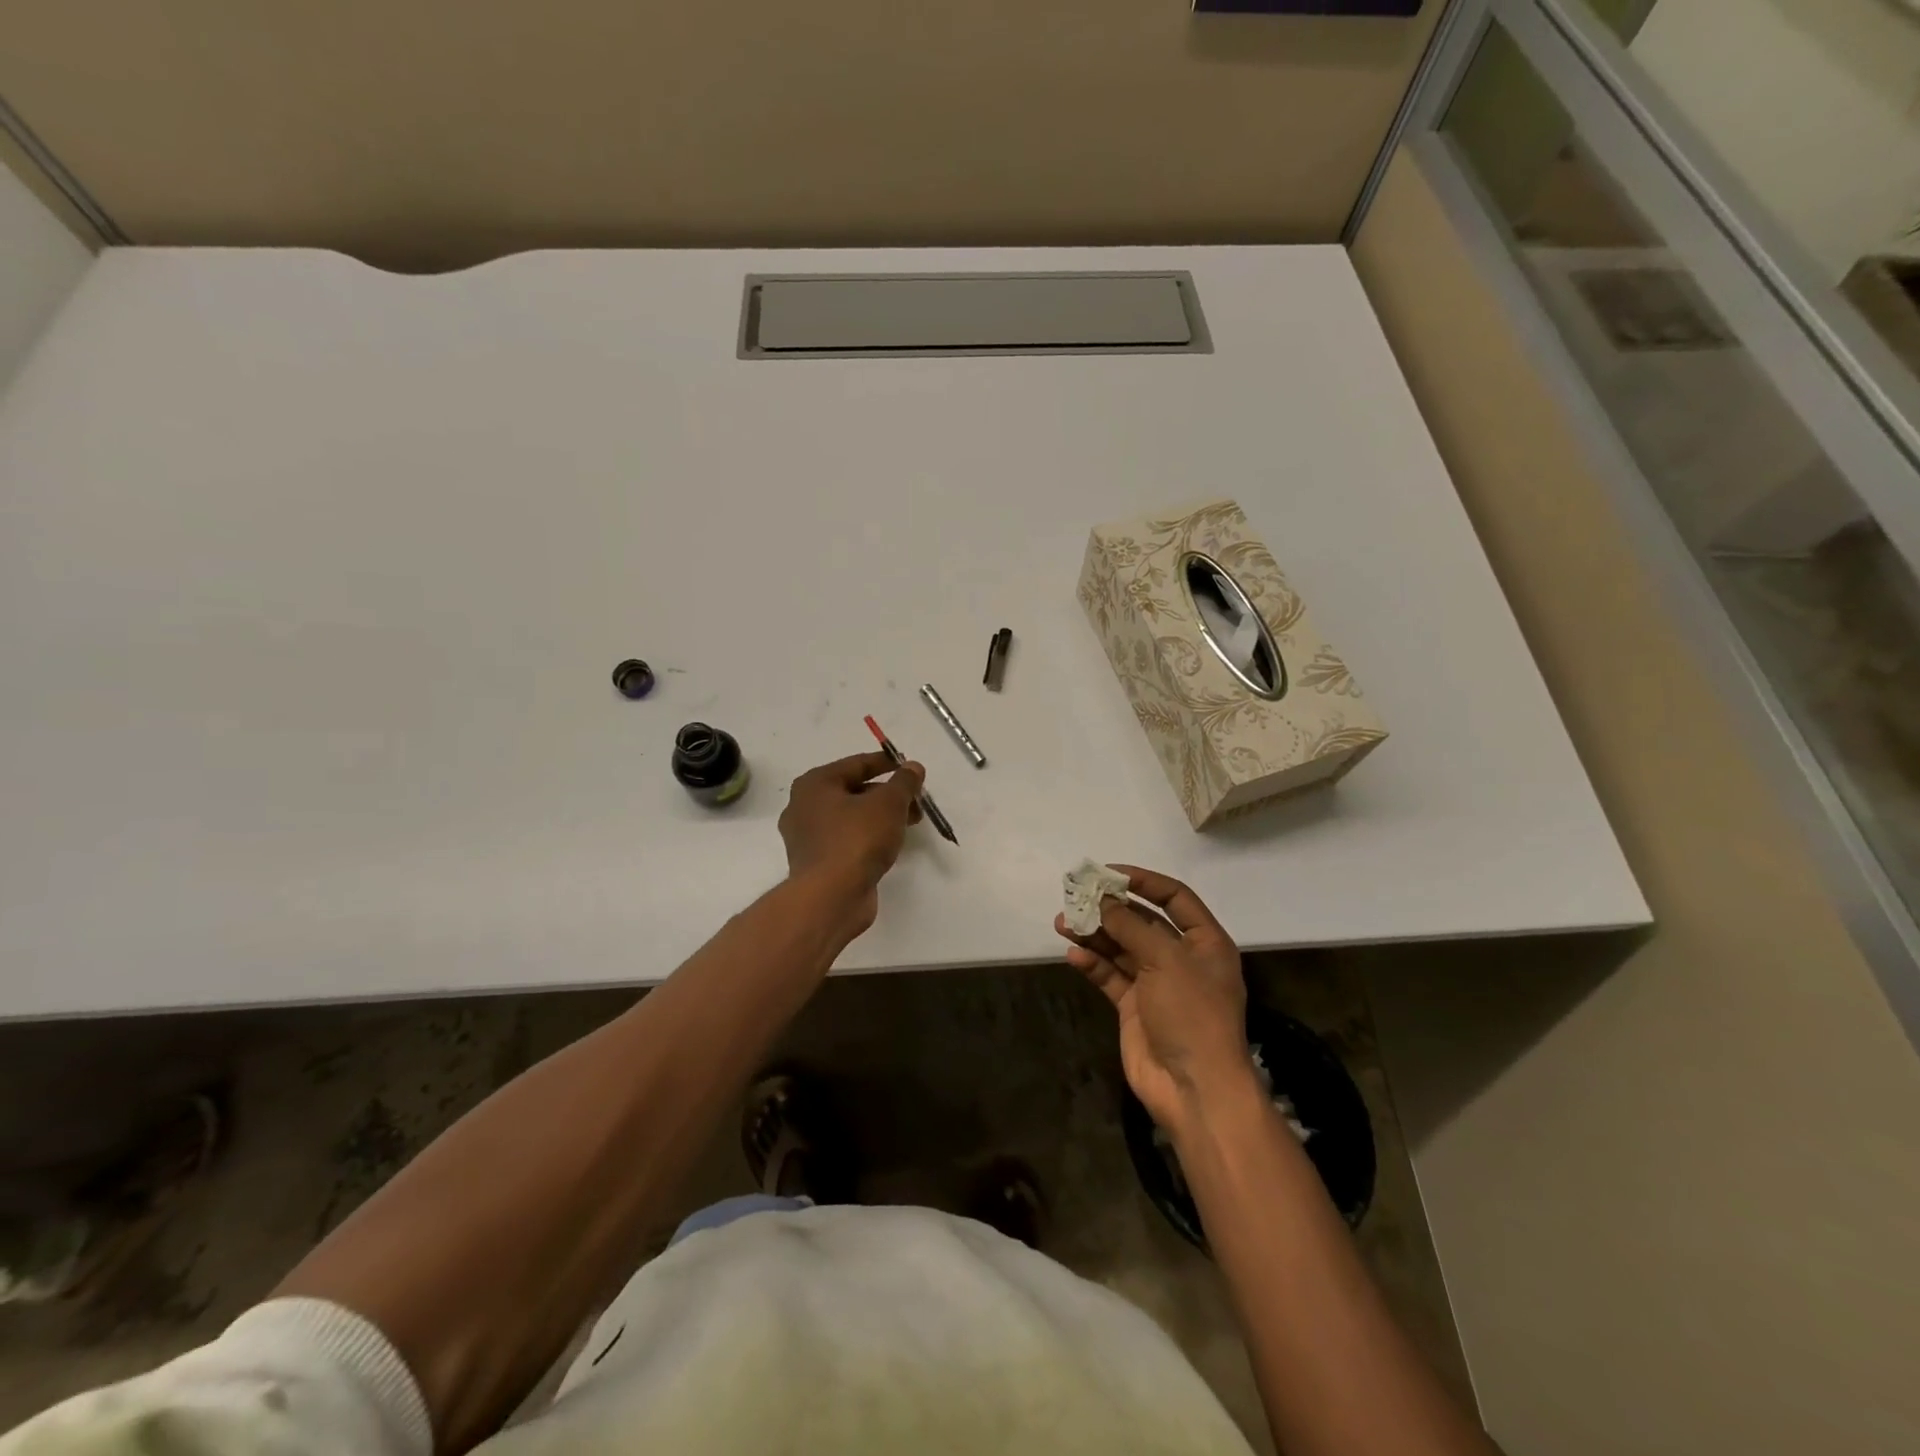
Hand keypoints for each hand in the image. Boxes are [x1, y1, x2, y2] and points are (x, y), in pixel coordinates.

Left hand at [779, 751, 923, 935]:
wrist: (831, 898)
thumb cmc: (856, 839)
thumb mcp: (889, 803)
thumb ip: (904, 782)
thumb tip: (913, 767)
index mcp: (814, 784)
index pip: (856, 764)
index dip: (886, 763)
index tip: (909, 767)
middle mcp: (804, 807)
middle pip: (853, 791)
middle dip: (887, 794)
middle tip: (915, 800)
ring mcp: (807, 838)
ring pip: (851, 818)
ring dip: (881, 817)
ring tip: (910, 823)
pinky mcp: (817, 864)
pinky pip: (847, 841)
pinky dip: (868, 838)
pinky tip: (890, 845)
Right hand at [1055, 866, 1252, 1136]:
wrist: (1194, 1088)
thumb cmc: (1192, 1014)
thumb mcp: (1166, 960)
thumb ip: (1130, 926)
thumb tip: (1101, 900)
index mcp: (1205, 942)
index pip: (1175, 897)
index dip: (1143, 881)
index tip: (1108, 873)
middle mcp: (1181, 958)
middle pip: (1142, 921)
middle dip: (1109, 909)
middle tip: (1075, 896)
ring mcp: (1156, 984)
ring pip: (1120, 948)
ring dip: (1094, 934)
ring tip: (1063, 922)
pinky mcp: (1134, 1007)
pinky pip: (1110, 976)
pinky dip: (1092, 964)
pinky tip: (1072, 955)